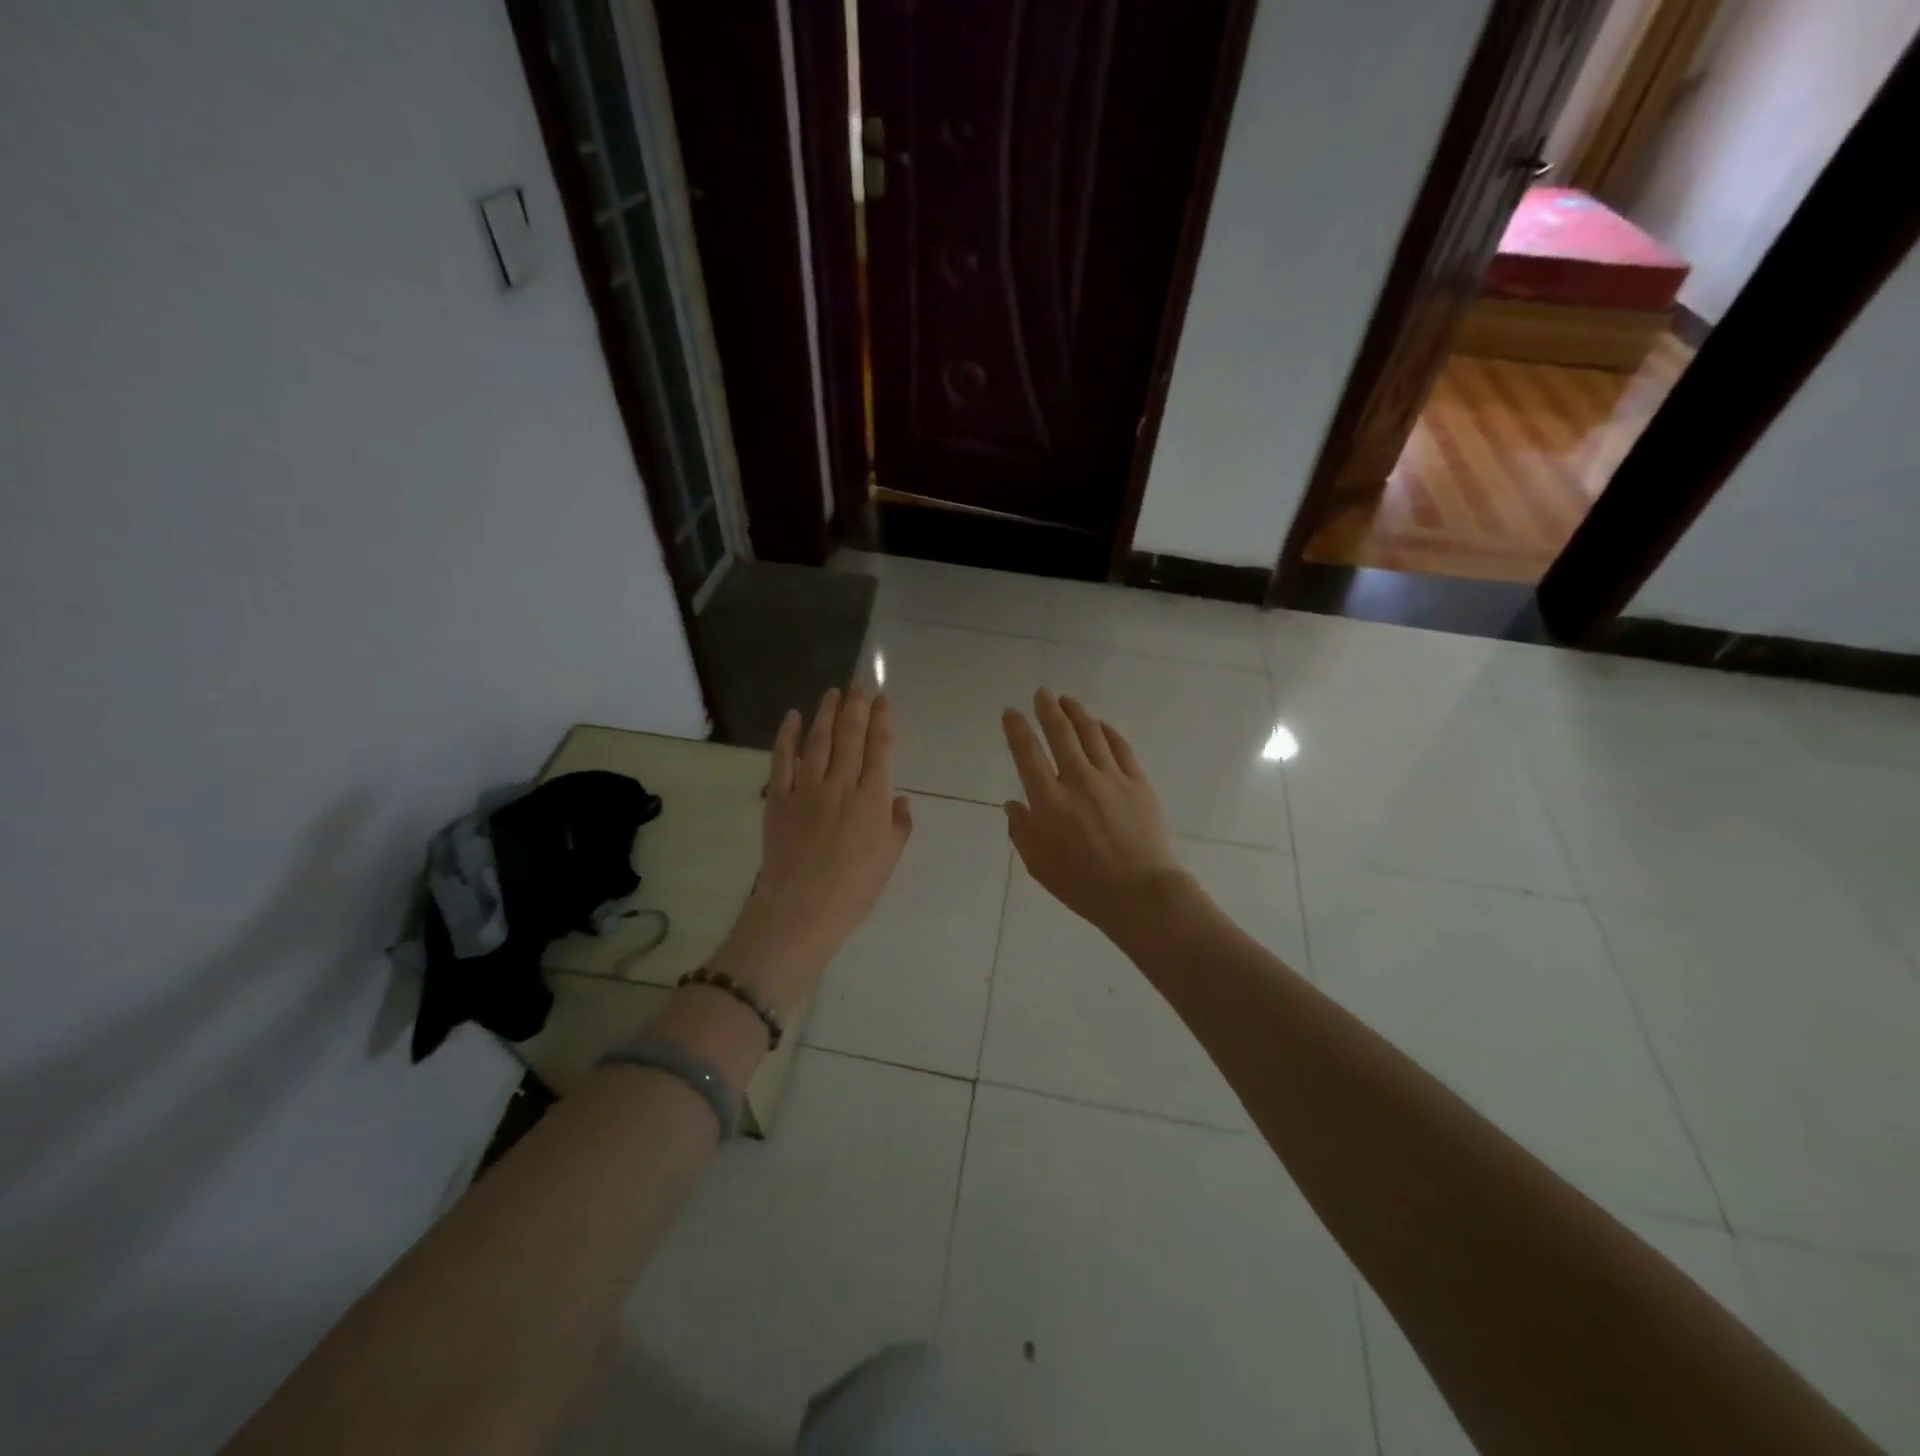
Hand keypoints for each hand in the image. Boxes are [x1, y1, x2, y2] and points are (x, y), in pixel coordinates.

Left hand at [708, 688, 912, 1016]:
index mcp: (872, 799)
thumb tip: (898, 799)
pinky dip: (786, 736)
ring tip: (833, 693)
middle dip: (856, 706)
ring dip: (826, 713)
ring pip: (818, 741)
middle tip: (859, 684)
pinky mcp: (778, 798)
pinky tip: (792, 717)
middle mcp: (841, 785)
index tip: (882, 699)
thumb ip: (898, 825)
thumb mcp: (889, 858)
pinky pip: (782, 760)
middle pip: (850, 736)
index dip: (882, 720)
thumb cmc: (854, 889)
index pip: (880, 749)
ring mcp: (807, 789)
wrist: (802, 908)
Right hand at [1002, 690, 1189, 941]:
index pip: (1027, 754)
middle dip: (1048, 709)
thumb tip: (1013, 804)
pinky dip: (1108, 731)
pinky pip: (1121, 747)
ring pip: (1091, 733)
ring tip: (1067, 701)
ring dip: (1077, 713)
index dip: (1017, 729)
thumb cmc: (1082, 885)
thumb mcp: (1038, 865)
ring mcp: (1111, 778)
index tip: (1011, 712)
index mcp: (1048, 801)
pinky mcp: (1138, 783)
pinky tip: (1100, 725)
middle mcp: (1078, 781)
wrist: (1140, 894)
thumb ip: (1022, 831)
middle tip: (1042, 693)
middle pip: (1060, 733)